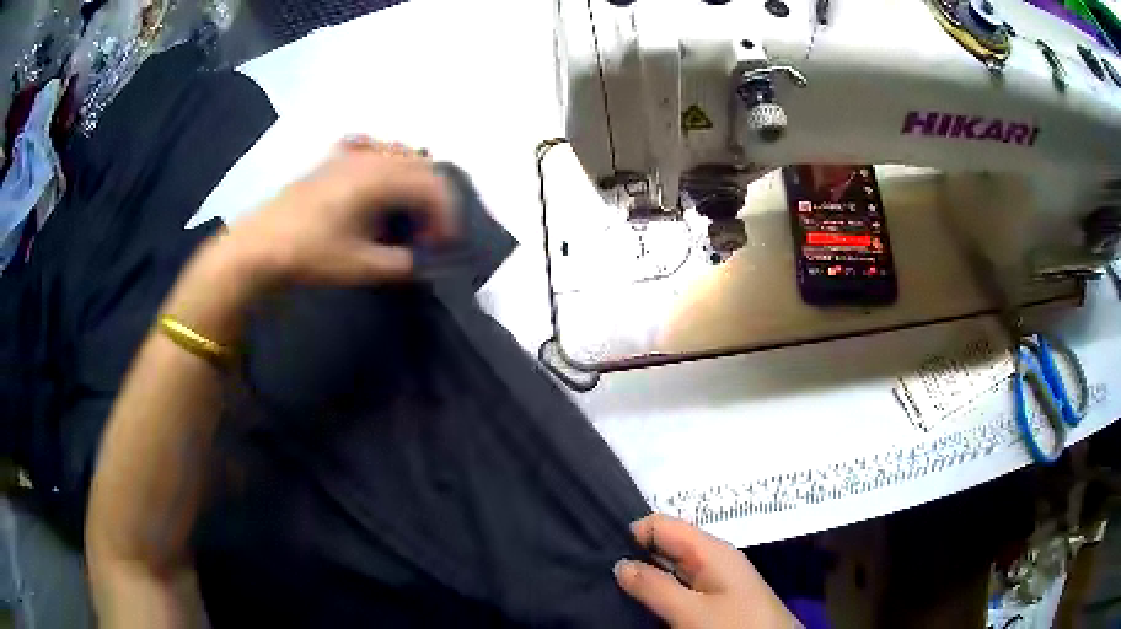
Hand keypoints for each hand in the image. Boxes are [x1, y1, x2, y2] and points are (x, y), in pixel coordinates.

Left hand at [163, 138, 452, 343]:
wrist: (258, 246)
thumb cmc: (309, 254)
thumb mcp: (360, 265)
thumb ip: (400, 263)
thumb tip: (420, 261)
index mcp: (380, 178)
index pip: (432, 186)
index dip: (447, 215)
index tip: (445, 245)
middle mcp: (370, 157)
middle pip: (421, 166)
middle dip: (434, 198)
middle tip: (429, 232)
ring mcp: (350, 154)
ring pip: (399, 154)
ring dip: (414, 180)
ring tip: (409, 212)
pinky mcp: (332, 160)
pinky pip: (373, 150)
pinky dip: (388, 163)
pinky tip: (380, 183)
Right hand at [615, 514, 798, 628]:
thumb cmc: (734, 627)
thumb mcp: (690, 611)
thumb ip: (654, 586)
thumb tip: (619, 563)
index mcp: (711, 550)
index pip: (662, 524)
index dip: (632, 534)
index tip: (601, 555)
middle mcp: (712, 557)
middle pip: (666, 544)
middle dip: (636, 555)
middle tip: (600, 573)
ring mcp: (715, 578)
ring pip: (671, 566)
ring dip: (646, 575)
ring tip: (613, 587)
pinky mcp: (715, 598)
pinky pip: (680, 584)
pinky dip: (660, 589)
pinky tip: (642, 601)